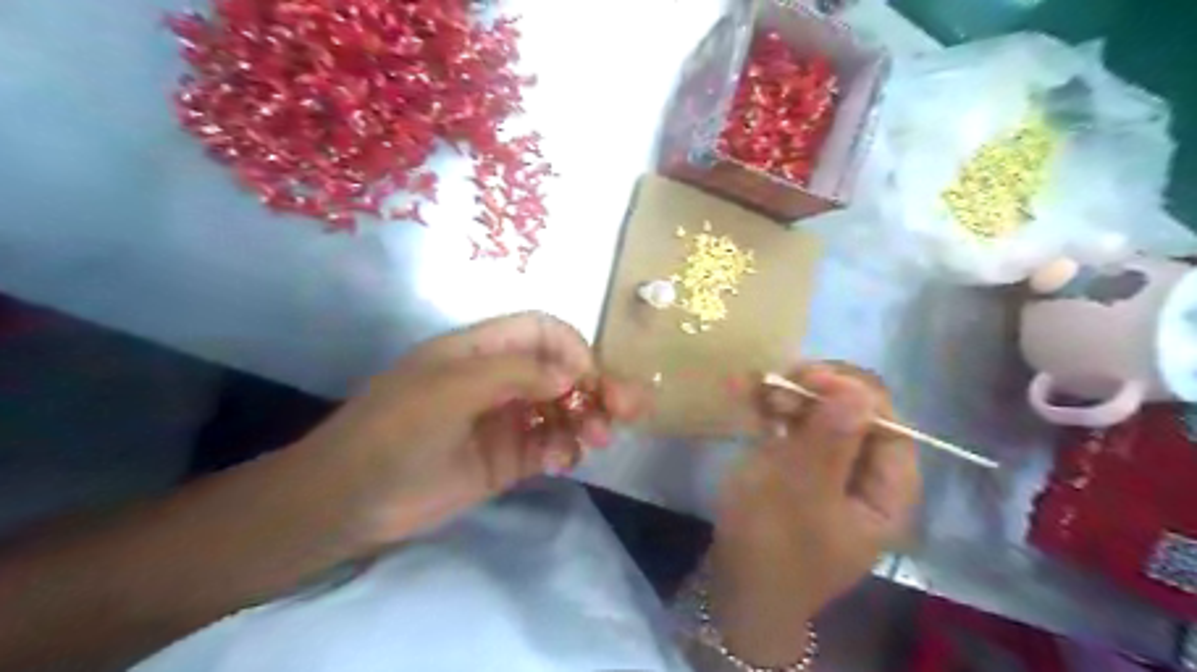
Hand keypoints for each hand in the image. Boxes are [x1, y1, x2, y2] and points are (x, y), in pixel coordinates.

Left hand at [294, 311, 649, 548]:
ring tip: (598, 440)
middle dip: (597, 385)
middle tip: (628, 410)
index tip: (588, 380)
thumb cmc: (394, 430)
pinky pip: (551, 445)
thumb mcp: (449, 389)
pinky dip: (566, 448)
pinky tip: (565, 461)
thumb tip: (572, 374)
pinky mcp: (508, 458)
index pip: (542, 332)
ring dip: (588, 419)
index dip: (573, 348)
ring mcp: (506, 420)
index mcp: (481, 349)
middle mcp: (499, 379)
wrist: (348, 502)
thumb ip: (514, 374)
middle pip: (561, 371)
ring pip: (563, 409)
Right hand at [708, 365, 919, 663]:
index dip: (855, 394)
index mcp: (886, 493)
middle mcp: (865, 479)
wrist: (735, 590)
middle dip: (819, 394)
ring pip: (824, 420)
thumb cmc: (772, 546)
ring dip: (794, 399)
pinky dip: (778, 413)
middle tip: (778, 384)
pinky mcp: (800, 471)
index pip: (889, 426)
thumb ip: (830, 441)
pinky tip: (753, 400)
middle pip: (857, 418)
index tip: (812, 378)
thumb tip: (857, 390)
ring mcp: (830, 473)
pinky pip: (798, 431)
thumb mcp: (800, 493)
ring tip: (758, 390)